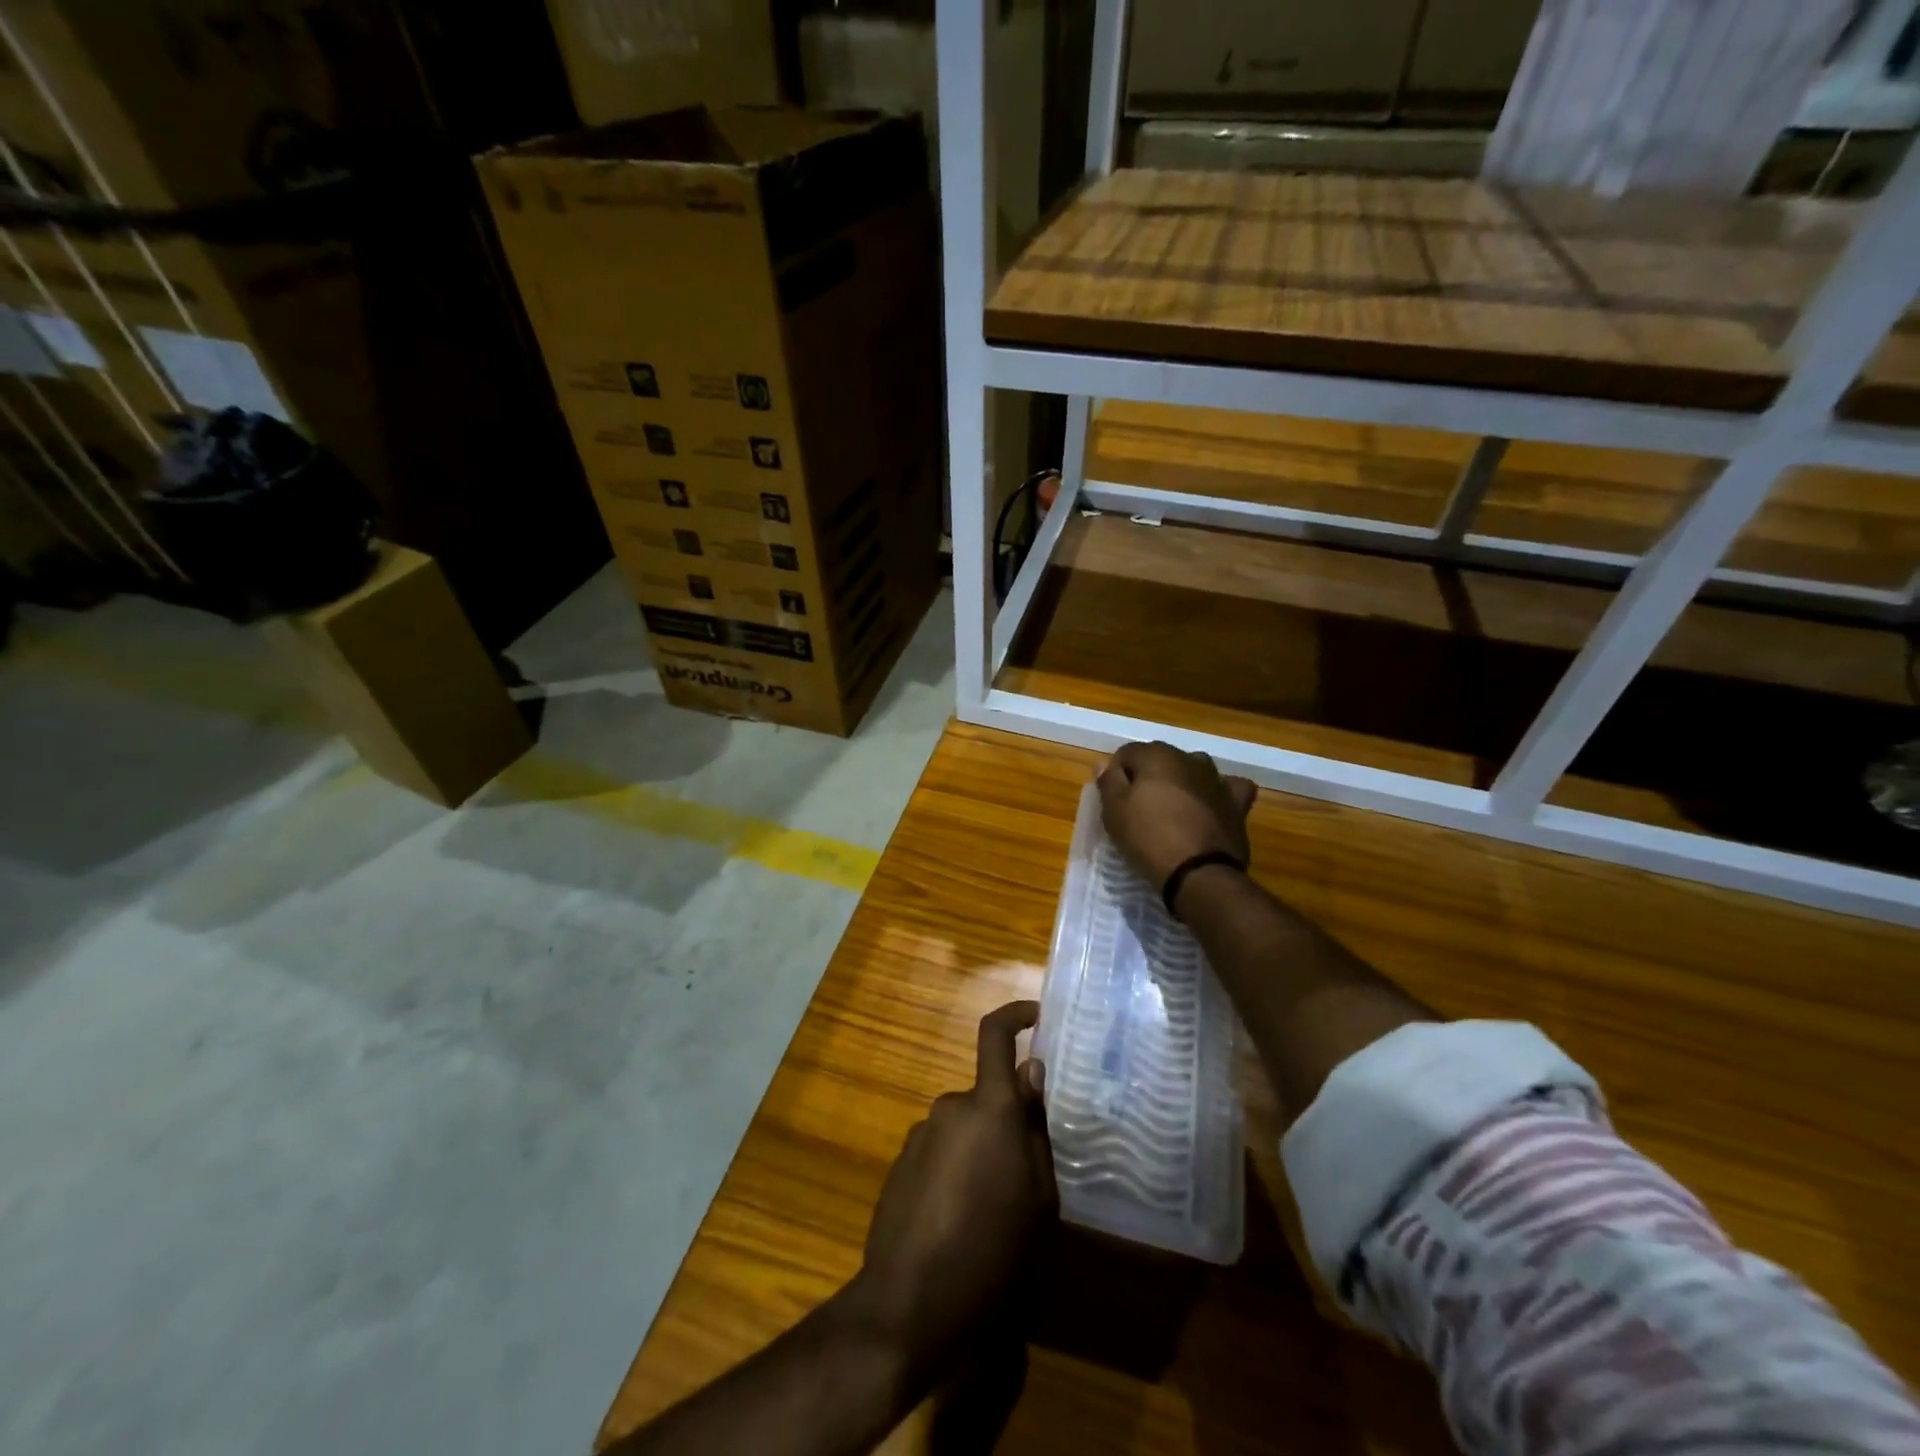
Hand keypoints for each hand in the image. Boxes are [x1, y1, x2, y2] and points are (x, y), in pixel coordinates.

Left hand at [851, 1002, 1055, 1376]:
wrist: (908, 1303)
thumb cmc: (992, 1251)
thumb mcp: (1038, 1198)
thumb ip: (1035, 1129)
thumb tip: (1031, 1072)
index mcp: (989, 1108)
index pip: (995, 1035)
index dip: (1015, 1015)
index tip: (1036, 1015)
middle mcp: (949, 1108)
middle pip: (986, 1099)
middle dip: (1006, 1125)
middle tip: (1024, 1178)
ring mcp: (919, 1135)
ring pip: (963, 1130)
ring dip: (979, 1154)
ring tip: (992, 1214)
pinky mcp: (900, 1165)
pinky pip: (939, 1152)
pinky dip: (954, 1172)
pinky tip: (957, 1224)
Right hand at [1096, 740, 1256, 888]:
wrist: (1199, 873)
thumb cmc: (1148, 838)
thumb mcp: (1114, 812)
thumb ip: (1108, 782)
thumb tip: (1105, 763)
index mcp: (1157, 755)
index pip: (1127, 753)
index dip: (1116, 775)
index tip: (1113, 801)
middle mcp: (1189, 758)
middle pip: (1160, 760)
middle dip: (1148, 777)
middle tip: (1139, 809)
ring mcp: (1217, 779)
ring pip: (1193, 770)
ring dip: (1181, 783)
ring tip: (1172, 810)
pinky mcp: (1237, 803)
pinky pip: (1227, 788)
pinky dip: (1218, 793)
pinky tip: (1211, 806)